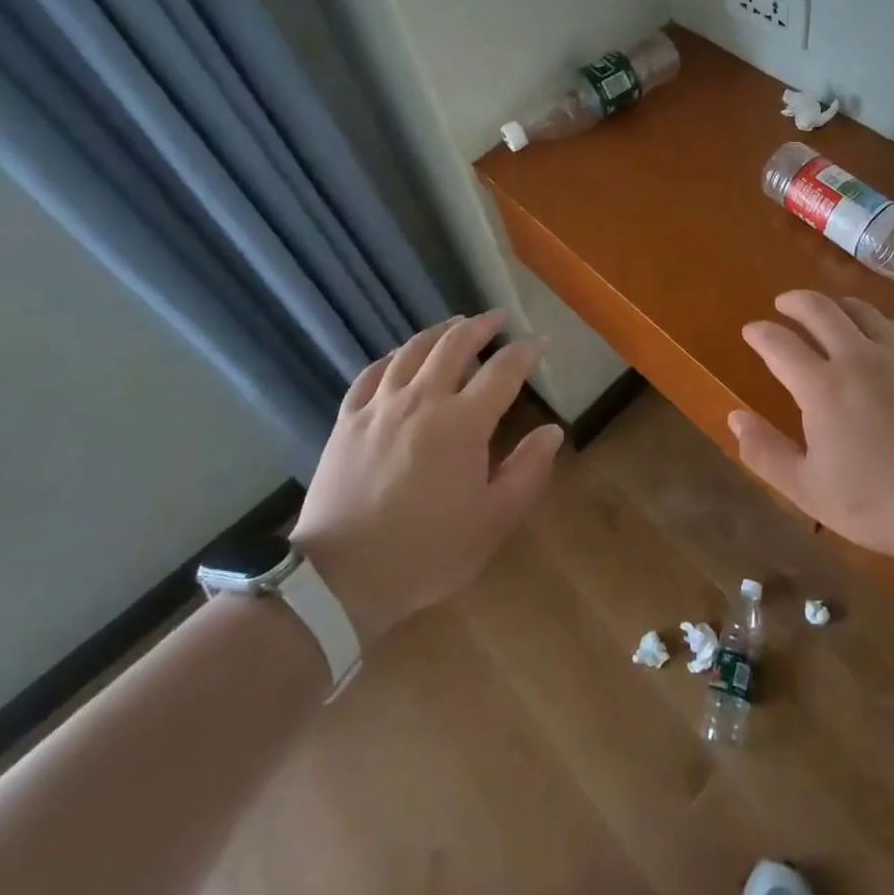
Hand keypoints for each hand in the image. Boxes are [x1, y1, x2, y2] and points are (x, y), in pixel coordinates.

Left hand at [290, 310, 561, 649]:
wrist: (341, 577)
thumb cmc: (427, 551)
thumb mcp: (492, 521)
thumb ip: (527, 471)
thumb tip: (552, 431)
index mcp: (462, 423)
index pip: (502, 371)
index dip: (525, 351)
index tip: (539, 341)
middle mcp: (422, 400)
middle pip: (454, 345)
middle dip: (481, 326)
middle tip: (497, 318)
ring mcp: (380, 406)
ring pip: (413, 350)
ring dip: (439, 331)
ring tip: (454, 323)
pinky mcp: (348, 420)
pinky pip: (372, 373)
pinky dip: (392, 356)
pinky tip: (399, 356)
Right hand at [732, 291, 893, 564]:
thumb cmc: (881, 504)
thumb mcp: (809, 491)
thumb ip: (765, 452)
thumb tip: (734, 417)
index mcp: (821, 387)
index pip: (779, 343)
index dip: (759, 332)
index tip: (751, 331)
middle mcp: (858, 358)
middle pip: (820, 310)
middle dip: (795, 301)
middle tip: (784, 304)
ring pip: (864, 312)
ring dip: (839, 305)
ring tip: (830, 310)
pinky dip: (887, 324)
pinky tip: (887, 333)